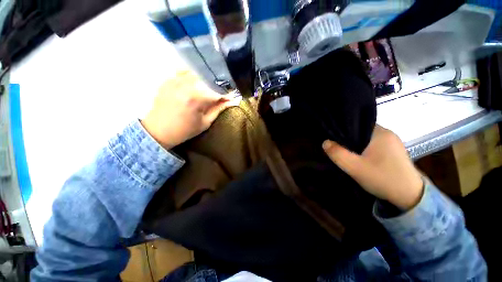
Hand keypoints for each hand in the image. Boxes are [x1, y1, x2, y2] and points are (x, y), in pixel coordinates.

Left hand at [142, 71, 239, 149]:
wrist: (158, 130)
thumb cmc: (184, 130)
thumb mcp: (205, 123)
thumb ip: (218, 109)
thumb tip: (232, 102)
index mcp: (196, 98)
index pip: (217, 92)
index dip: (227, 94)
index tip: (233, 97)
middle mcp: (185, 85)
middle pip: (209, 79)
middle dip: (219, 86)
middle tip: (223, 93)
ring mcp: (175, 80)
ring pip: (198, 72)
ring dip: (207, 79)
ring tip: (212, 87)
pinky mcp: (168, 79)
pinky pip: (184, 71)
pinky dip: (194, 75)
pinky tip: (197, 82)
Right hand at [322, 125, 422, 209]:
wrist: (410, 197)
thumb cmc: (382, 178)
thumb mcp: (354, 167)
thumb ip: (337, 154)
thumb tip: (325, 142)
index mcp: (381, 133)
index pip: (357, 123)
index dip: (343, 129)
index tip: (333, 137)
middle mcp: (388, 134)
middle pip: (361, 131)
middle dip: (348, 138)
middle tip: (336, 146)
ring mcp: (392, 143)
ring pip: (367, 139)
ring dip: (356, 145)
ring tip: (345, 151)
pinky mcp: (394, 152)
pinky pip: (374, 146)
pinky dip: (364, 149)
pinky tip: (359, 157)